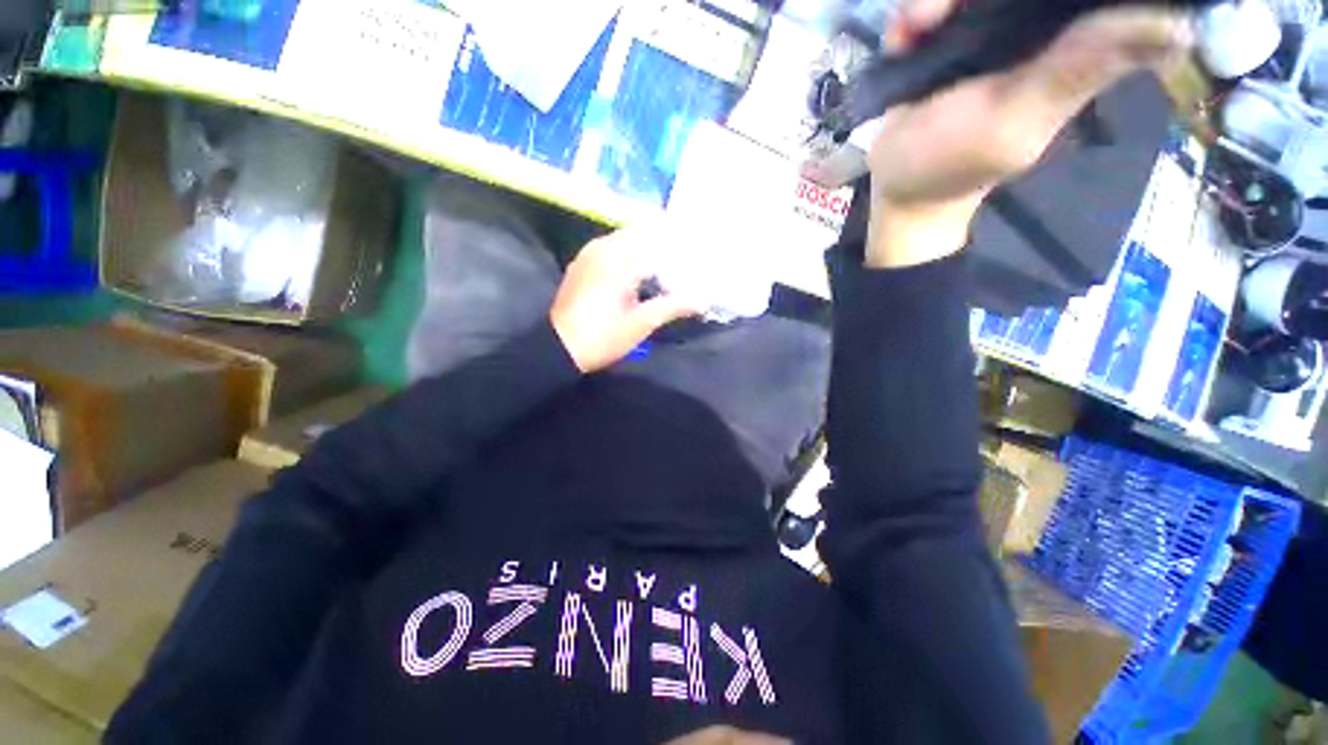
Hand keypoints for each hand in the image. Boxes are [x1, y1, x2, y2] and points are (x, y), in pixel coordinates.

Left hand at [550, 229, 701, 373]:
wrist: (559, 347)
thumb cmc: (602, 337)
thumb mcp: (641, 324)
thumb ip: (673, 306)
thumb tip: (703, 300)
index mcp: (620, 260)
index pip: (658, 241)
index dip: (680, 244)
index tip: (698, 246)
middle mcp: (603, 248)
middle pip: (641, 232)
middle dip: (664, 239)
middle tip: (686, 252)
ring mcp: (590, 254)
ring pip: (625, 237)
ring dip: (646, 244)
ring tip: (668, 257)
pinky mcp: (583, 263)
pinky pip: (612, 246)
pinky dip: (629, 251)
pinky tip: (640, 266)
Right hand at [864, 1, 1192, 267]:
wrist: (897, 184)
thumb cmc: (952, 162)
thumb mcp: (1018, 121)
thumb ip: (1080, 70)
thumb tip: (1179, 26)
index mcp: (1073, 43)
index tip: (1030, 1)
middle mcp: (1038, 25)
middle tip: (938, 16)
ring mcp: (988, 27)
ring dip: (935, 1)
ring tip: (915, 30)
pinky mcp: (947, 35)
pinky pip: (934, 4)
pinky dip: (912, 15)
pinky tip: (903, 39)